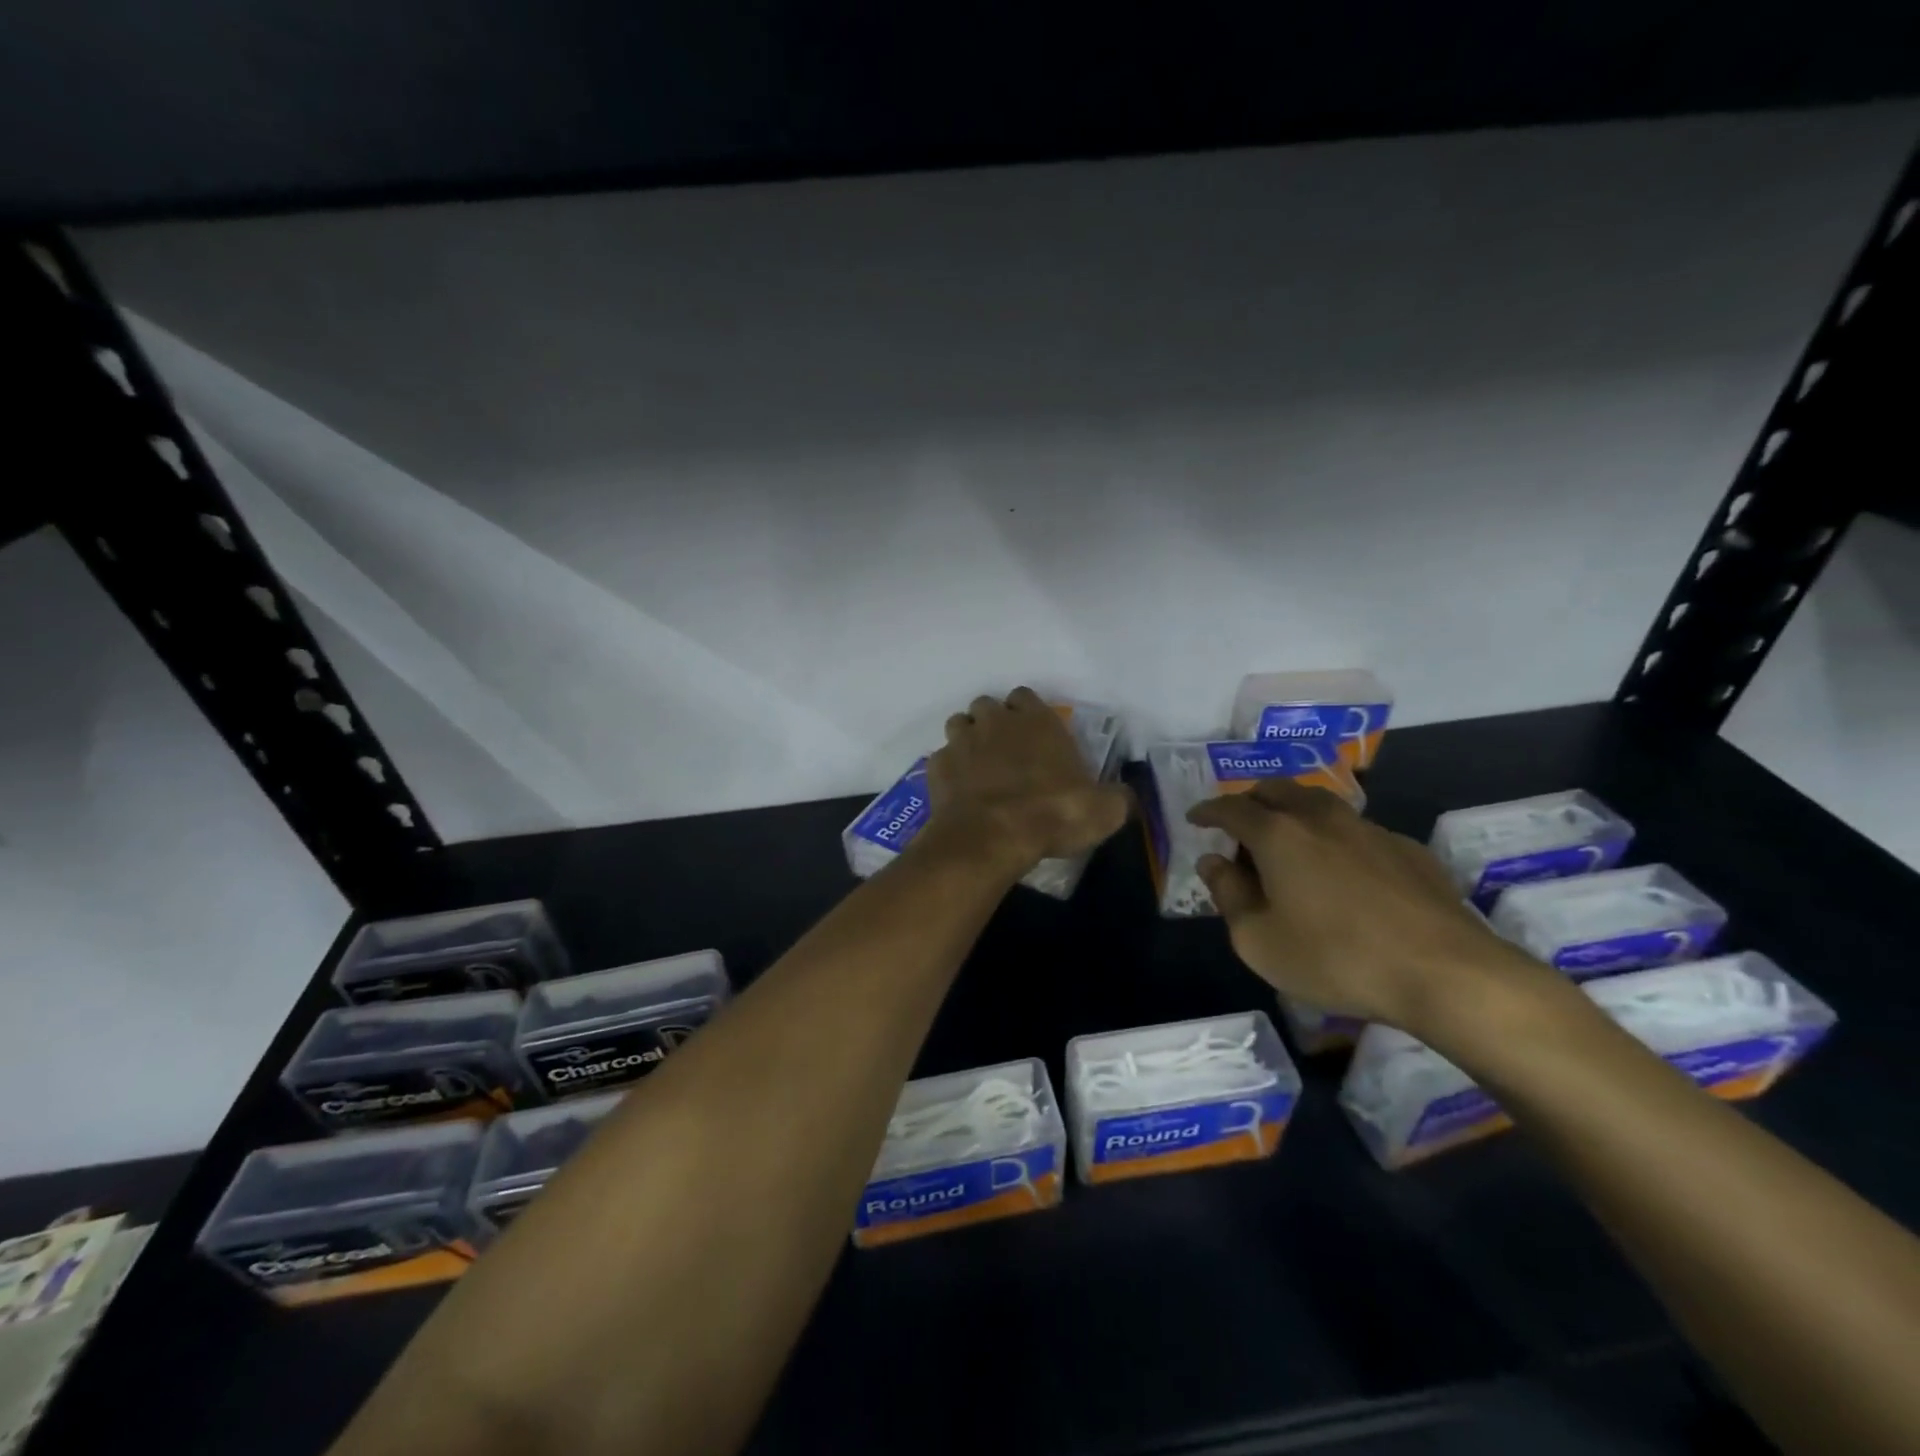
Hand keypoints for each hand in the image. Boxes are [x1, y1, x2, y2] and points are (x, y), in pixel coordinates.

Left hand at [917, 688, 1129, 879]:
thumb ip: (1116, 797)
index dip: (1028, 713)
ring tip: (980, 767)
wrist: (992, 837)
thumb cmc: (1053, 813)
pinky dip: (950, 770)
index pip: (1026, 696)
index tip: (1035, 736)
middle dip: (994, 722)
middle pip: (988, 706)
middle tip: (1006, 753)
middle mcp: (995, 721)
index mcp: (1036, 720)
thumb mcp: (1104, 810)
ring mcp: (961, 741)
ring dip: (968, 739)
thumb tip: (1124, 796)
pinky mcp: (937, 766)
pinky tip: (960, 791)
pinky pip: (942, 759)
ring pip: (959, 724)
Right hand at [1187, 779, 1546, 1036]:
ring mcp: (1369, 829)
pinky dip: (1335, 840)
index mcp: (1278, 835)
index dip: (1208, 810)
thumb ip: (1228, 895)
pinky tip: (1344, 875)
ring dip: (1294, 815)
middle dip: (1251, 802)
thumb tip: (1213, 862)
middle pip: (1277, 790)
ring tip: (1290, 847)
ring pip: (1319, 804)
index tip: (1195, 819)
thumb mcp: (1258, 941)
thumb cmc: (1335, 958)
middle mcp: (1320, 818)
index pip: (1231, 807)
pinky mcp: (1407, 849)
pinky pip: (1356, 831)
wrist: (1446, 972)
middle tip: (1241, 830)